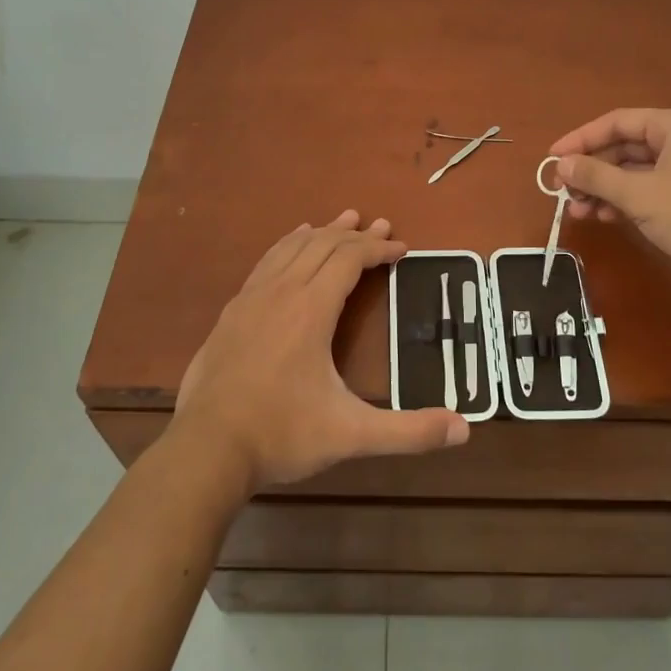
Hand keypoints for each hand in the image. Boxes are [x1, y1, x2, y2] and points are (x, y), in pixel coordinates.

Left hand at [174, 211, 468, 491]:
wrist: (206, 449)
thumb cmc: (282, 435)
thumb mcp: (351, 435)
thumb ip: (408, 431)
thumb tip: (464, 429)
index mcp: (311, 309)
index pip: (349, 260)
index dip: (378, 250)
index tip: (401, 248)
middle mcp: (282, 291)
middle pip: (323, 245)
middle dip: (356, 234)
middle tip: (382, 225)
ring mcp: (252, 298)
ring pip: (292, 247)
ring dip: (322, 232)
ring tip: (343, 220)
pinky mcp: (232, 311)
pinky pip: (267, 261)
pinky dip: (288, 244)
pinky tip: (291, 243)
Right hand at [549, 109, 670, 299]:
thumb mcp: (640, 194)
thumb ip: (597, 176)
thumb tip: (560, 164)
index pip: (617, 122)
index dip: (581, 138)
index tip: (553, 157)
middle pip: (624, 147)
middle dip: (592, 169)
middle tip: (562, 189)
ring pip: (633, 172)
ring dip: (604, 189)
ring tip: (577, 210)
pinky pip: (646, 190)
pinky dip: (623, 201)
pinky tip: (604, 218)